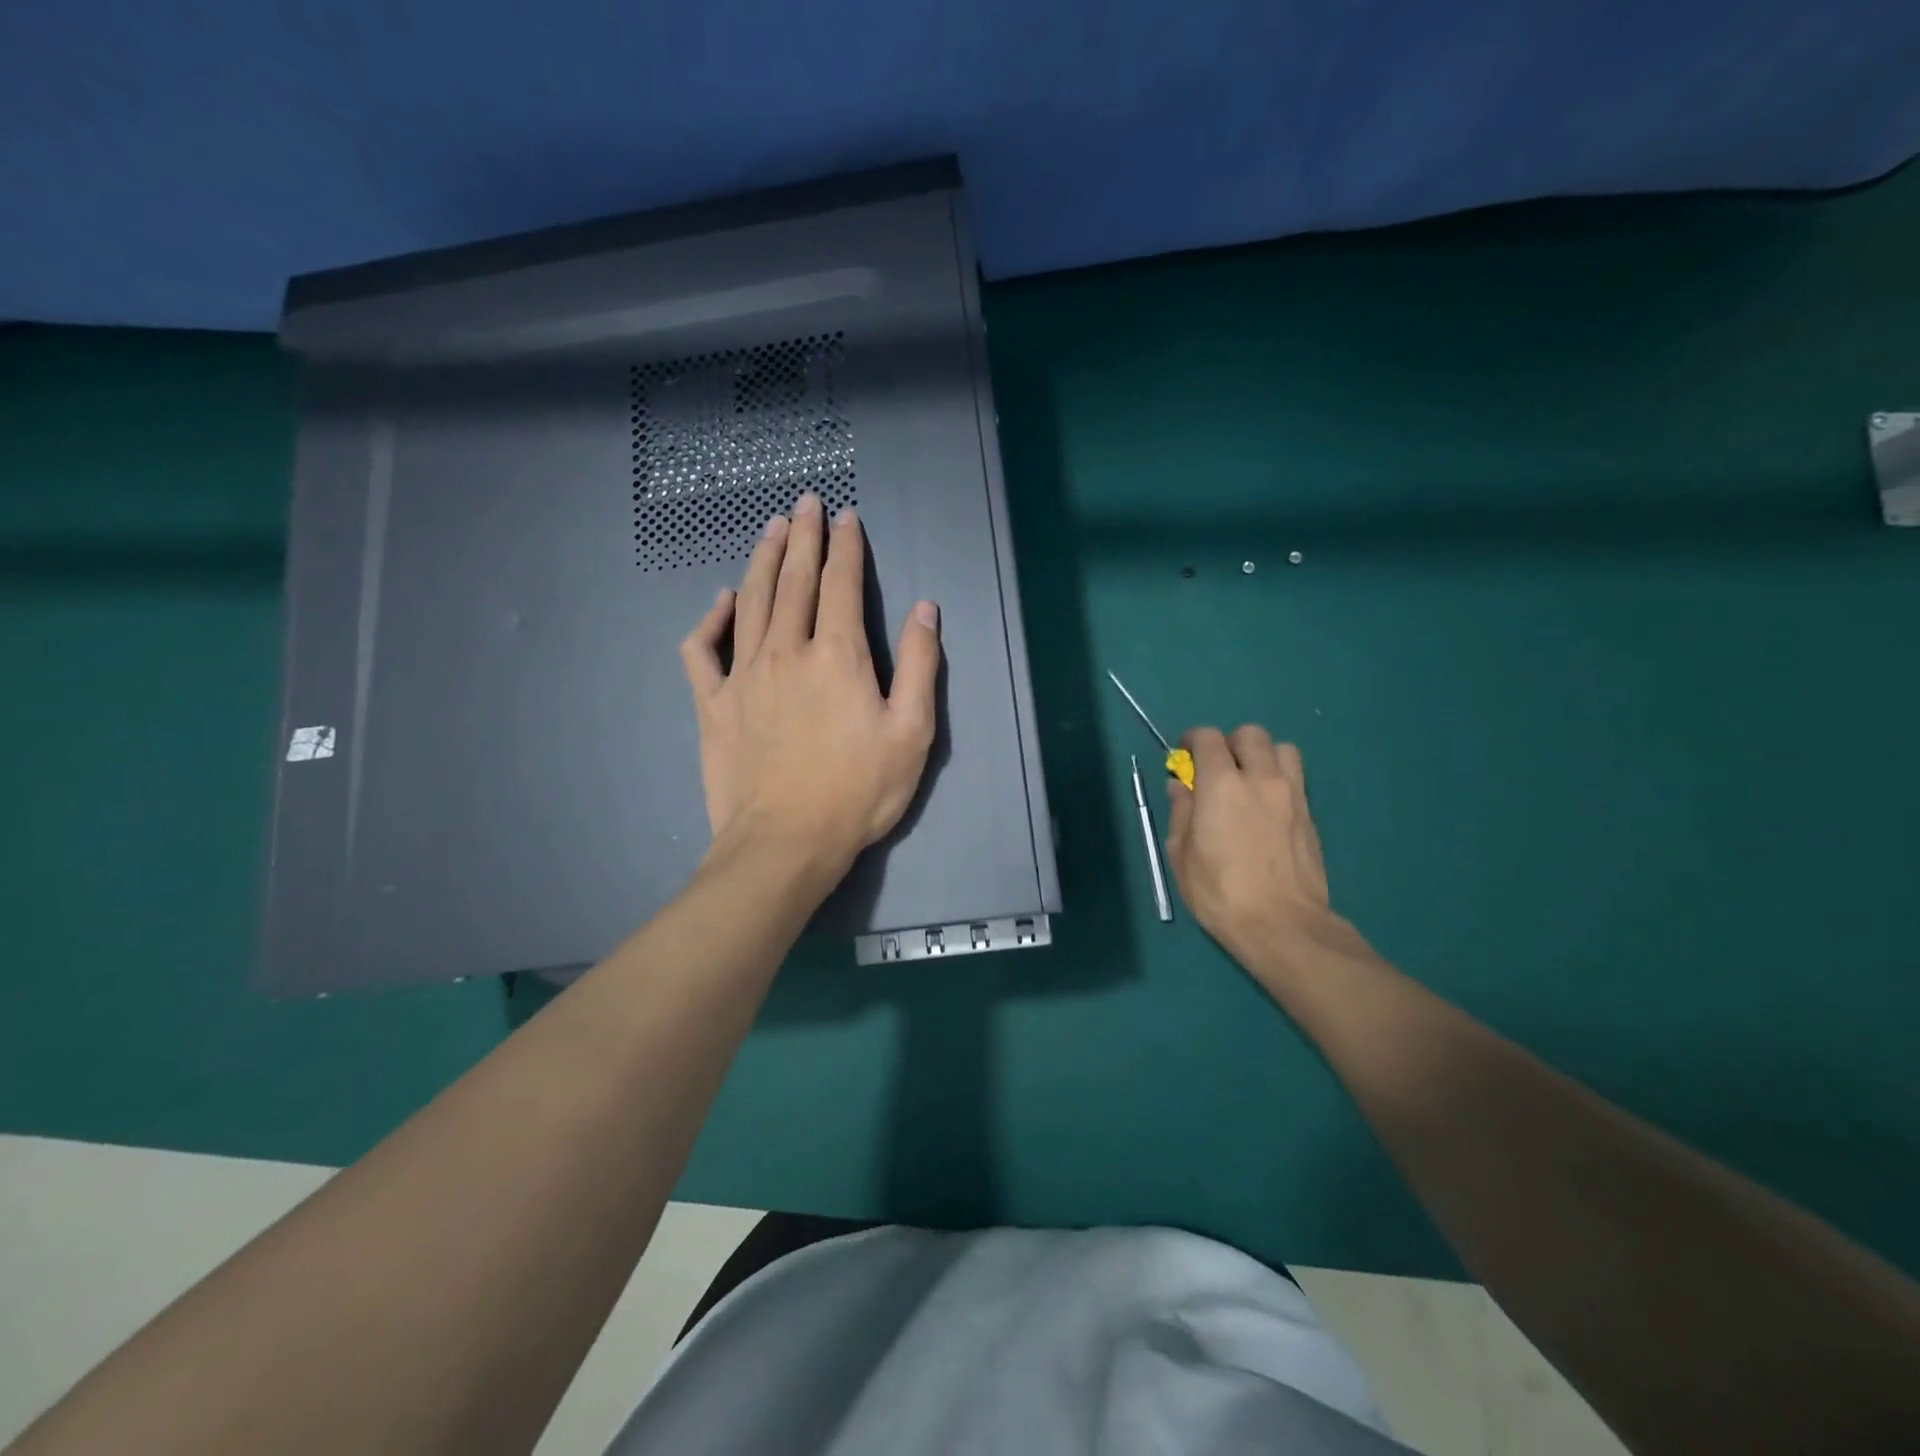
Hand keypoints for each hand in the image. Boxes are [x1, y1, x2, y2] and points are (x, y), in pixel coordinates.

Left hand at [680, 493, 940, 878]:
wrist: (785, 843)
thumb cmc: (858, 792)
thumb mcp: (912, 733)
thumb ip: (921, 666)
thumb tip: (924, 609)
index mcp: (837, 655)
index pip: (841, 584)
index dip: (846, 547)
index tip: (847, 518)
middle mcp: (786, 650)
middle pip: (794, 579)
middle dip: (803, 536)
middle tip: (805, 504)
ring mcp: (743, 674)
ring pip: (751, 600)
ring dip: (763, 559)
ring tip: (771, 529)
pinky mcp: (712, 703)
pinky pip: (702, 649)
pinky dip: (710, 619)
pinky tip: (721, 601)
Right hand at [1164, 725, 1353, 986]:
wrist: (1282, 925)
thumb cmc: (1220, 892)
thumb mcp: (1181, 855)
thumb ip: (1180, 812)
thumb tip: (1180, 787)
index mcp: (1221, 784)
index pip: (1208, 738)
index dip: (1192, 740)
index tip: (1184, 755)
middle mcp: (1260, 778)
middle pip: (1250, 734)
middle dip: (1229, 743)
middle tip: (1217, 768)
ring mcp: (1291, 794)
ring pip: (1282, 749)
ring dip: (1262, 755)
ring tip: (1249, 780)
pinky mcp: (1310, 815)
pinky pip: (1296, 779)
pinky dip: (1279, 779)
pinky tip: (1266, 807)